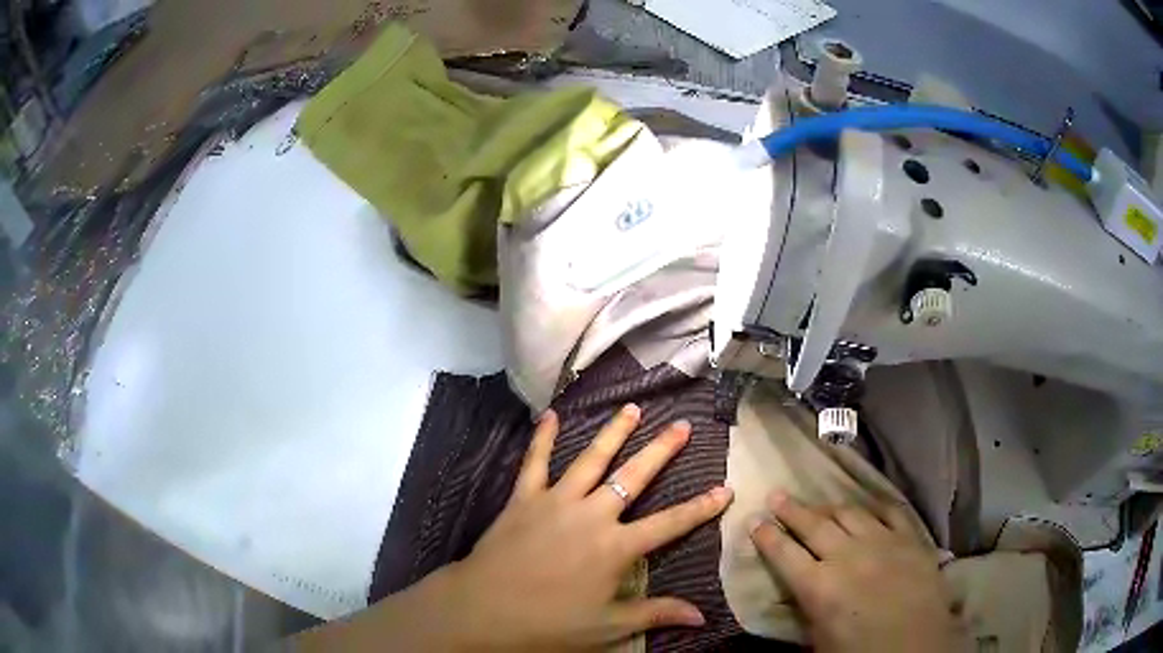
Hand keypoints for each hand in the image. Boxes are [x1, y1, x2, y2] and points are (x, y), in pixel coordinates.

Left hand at [296, 405, 730, 651]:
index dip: (701, 507)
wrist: (484, 609)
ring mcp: (556, 502)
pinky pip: (535, 462)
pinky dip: (543, 438)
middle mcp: (592, 516)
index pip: (670, 524)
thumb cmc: (549, 623)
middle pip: (634, 477)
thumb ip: (655, 613)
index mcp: (616, 548)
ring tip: (633, 409)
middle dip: (661, 451)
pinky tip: (551, 415)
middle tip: (682, 425)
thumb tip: (702, 615)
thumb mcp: (608, 626)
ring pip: (591, 460)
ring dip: (613, 433)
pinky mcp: (524, 498)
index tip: (725, 489)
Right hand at [751, 494, 966, 652]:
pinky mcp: (909, 537)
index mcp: (819, 586)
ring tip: (816, 501)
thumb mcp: (820, 640)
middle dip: (790, 509)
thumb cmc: (862, 651)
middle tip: (776, 494)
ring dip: (827, 506)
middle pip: (813, 525)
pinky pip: (889, 511)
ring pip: (848, 513)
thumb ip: (808, 610)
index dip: (767, 536)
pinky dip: (874, 506)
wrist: (919, 644)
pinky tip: (866, 505)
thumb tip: (800, 591)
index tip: (755, 521)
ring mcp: (881, 541)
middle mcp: (847, 556)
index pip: (784, 554)